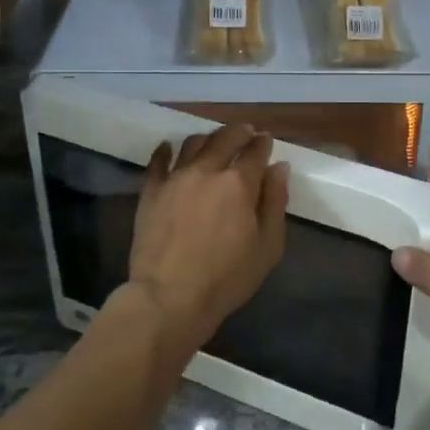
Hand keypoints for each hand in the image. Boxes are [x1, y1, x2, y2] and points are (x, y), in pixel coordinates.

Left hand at [128, 124, 287, 354]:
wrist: (169, 297)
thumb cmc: (226, 278)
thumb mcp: (267, 247)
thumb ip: (275, 202)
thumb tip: (278, 168)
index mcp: (239, 183)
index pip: (255, 151)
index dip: (263, 143)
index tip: (266, 141)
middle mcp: (207, 170)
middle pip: (225, 137)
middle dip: (240, 132)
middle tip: (246, 133)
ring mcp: (175, 178)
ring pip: (193, 142)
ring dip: (208, 138)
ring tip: (213, 143)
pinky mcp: (151, 191)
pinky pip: (157, 160)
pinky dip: (166, 150)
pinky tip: (169, 149)